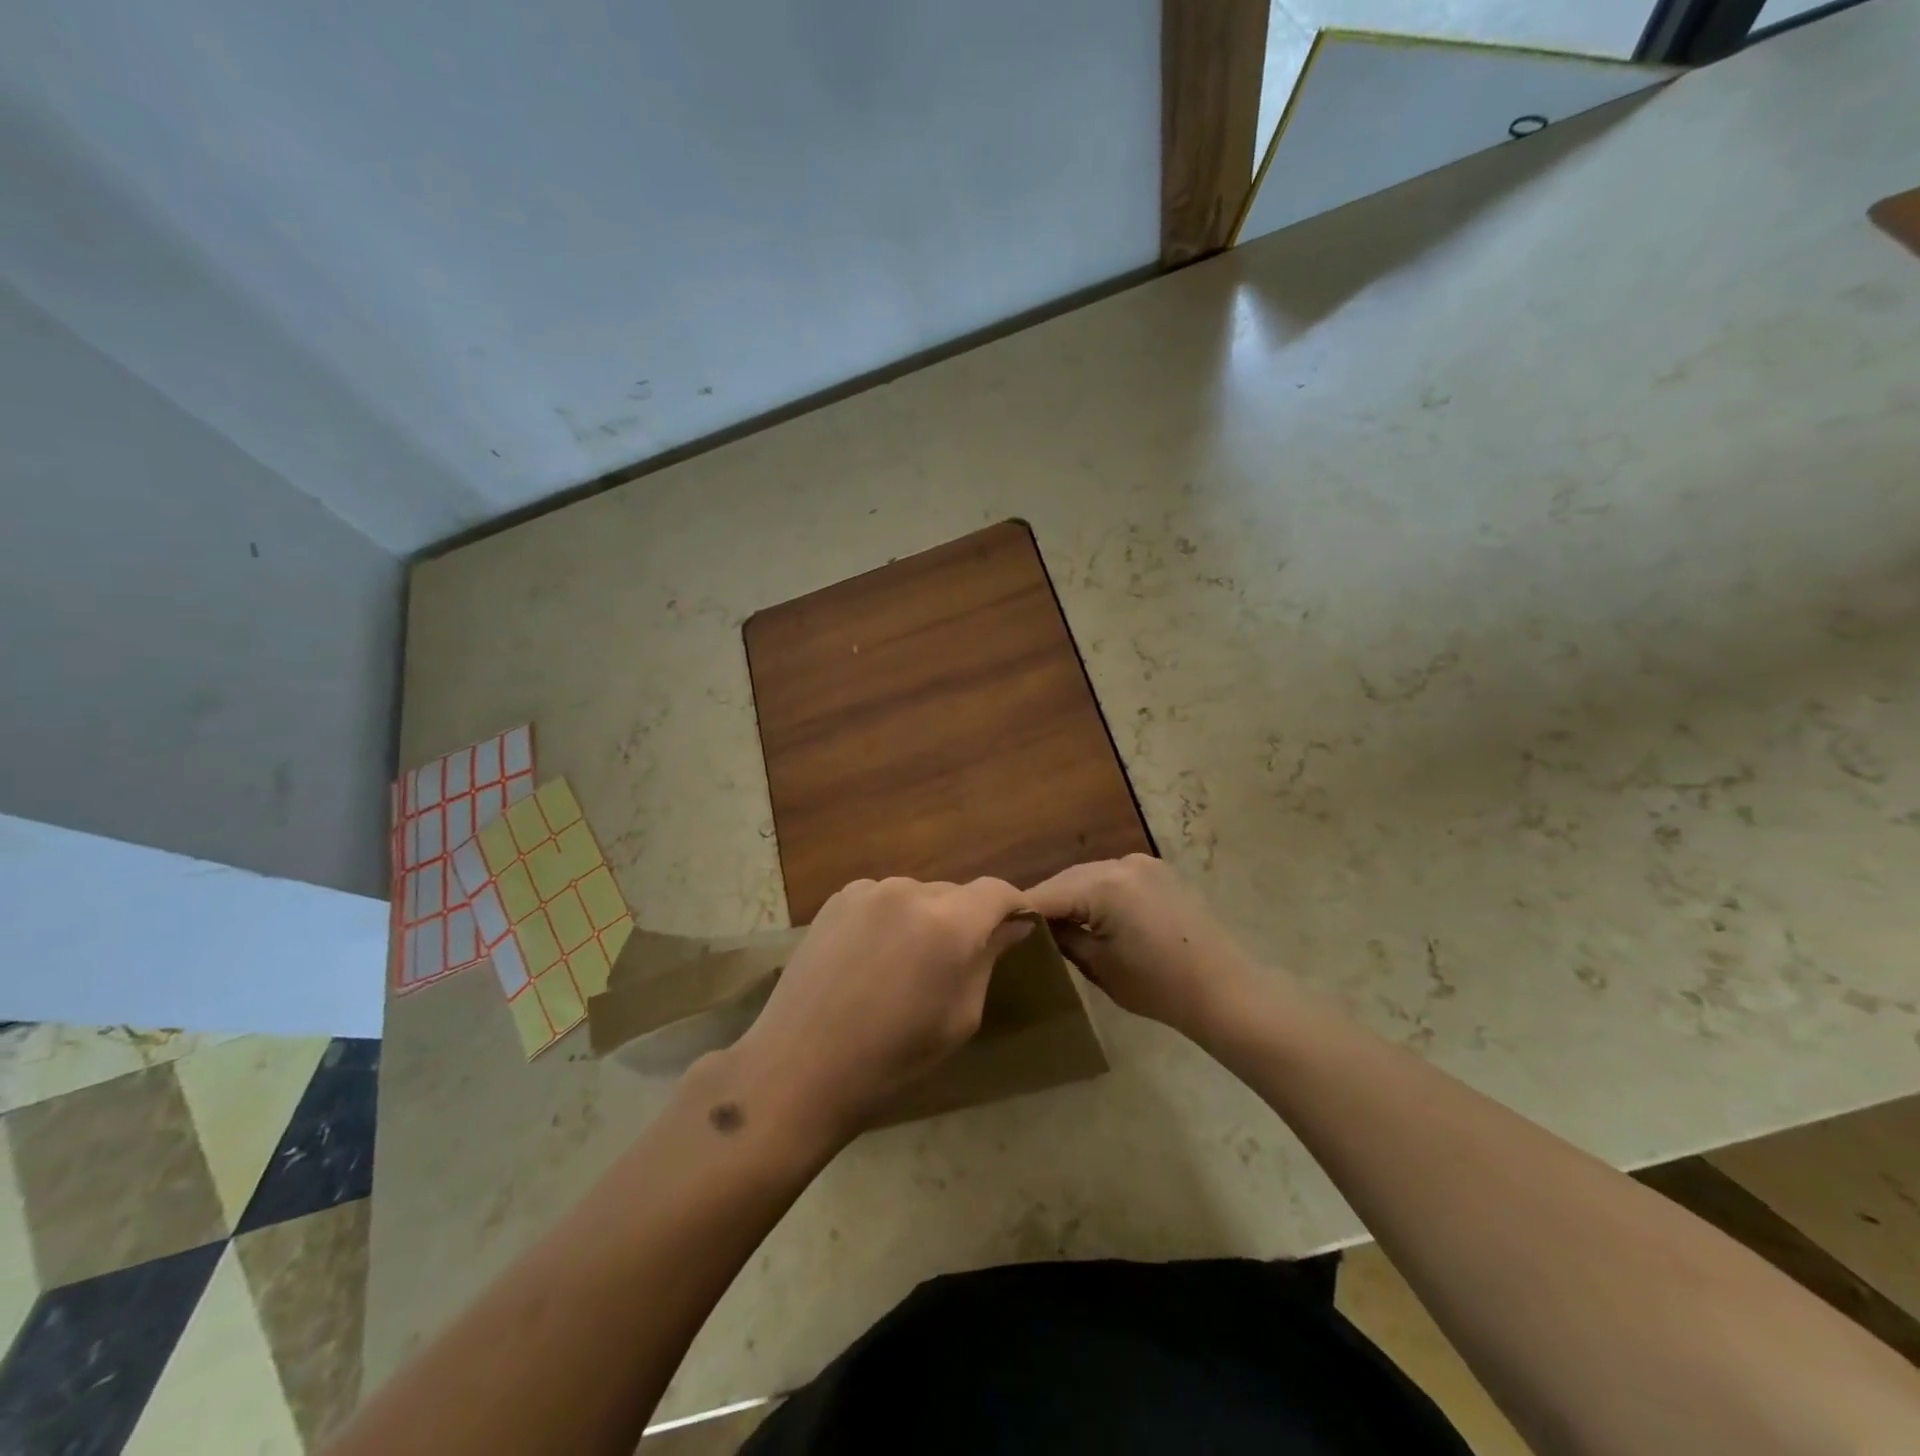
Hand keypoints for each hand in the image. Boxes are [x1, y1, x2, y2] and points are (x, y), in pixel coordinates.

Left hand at [728, 877, 1032, 1142]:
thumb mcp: (960, 1017)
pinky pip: (882, 899)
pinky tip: (873, 957)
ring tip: (908, 964)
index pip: (997, 891)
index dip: (1014, 906)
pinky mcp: (836, 900)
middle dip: (967, 919)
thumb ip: (987, 960)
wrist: (799, 1068)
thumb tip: (1011, 927)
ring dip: (926, 918)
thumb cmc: (892, 1057)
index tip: (1019, 929)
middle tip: (958, 962)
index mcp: (948, 923)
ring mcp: (867, 891)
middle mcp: (909, 891)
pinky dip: (891, 918)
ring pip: (918, 894)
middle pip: (956, 893)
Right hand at [1027, 855, 1263, 1042]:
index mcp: (1104, 886)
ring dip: (1071, 896)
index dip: (1022, 911)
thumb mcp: (1098, 966)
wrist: (1222, 989)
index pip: (1047, 894)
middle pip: (1067, 879)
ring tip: (1056, 924)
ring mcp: (1142, 863)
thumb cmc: (1157, 986)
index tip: (1000, 927)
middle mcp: (1121, 863)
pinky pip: (1112, 877)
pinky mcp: (1157, 871)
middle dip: (1047, 902)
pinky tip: (1091, 915)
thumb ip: (1062, 937)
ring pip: (1088, 876)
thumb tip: (1039, 925)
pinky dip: (1096, 892)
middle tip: (1025, 929)